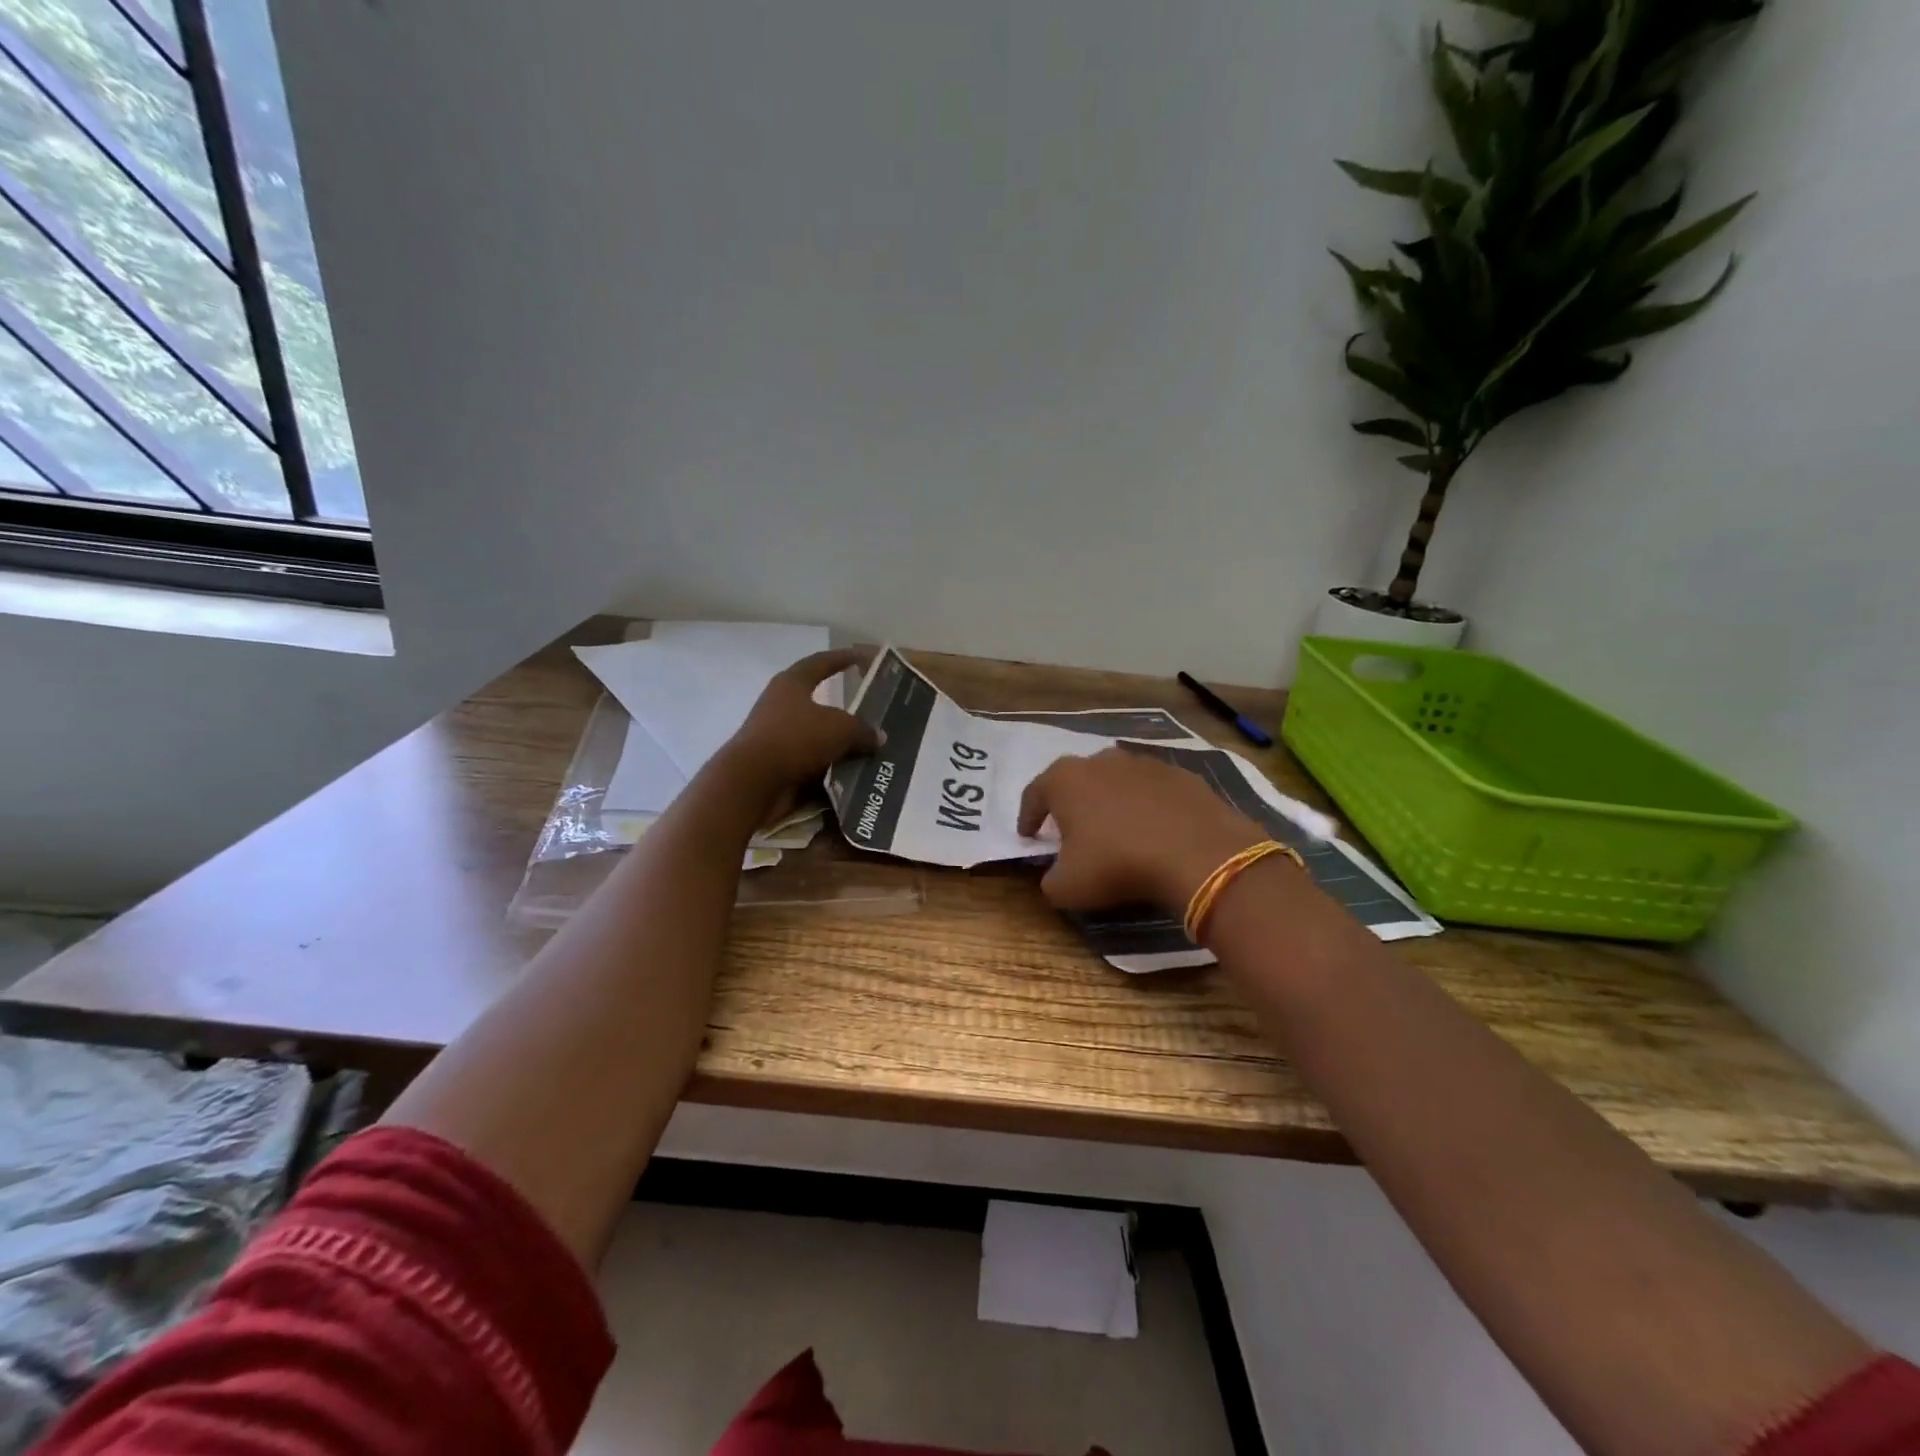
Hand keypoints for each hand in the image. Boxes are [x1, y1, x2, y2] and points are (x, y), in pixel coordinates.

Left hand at [719, 650, 879, 810]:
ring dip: (840, 744)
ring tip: (870, 750)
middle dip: (846, 710)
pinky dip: (831, 768)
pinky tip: (853, 775)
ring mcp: (777, 737)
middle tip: (873, 713)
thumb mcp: (840, 729)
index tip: (863, 657)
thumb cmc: (795, 739)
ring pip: (818, 736)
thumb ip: (863, 730)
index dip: (843, 658)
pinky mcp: (777, 765)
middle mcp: (781, 706)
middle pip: (819, 702)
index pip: (821, 662)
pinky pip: (813, 763)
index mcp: (791, 684)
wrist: (752, 782)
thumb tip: (878, 737)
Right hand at [1017, 747, 1267, 912]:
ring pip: (1116, 781)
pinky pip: (1152, 791)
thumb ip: (1049, 879)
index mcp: (1065, 780)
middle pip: (1076, 780)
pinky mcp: (1180, 774)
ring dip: (1110, 802)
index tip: (1028, 835)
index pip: (1034, 794)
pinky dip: (1147, 806)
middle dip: (1071, 803)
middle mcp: (1101, 760)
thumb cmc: (1118, 864)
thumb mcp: (1067, 887)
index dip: (1028, 817)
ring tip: (1115, 830)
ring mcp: (1144, 763)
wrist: (1198, 852)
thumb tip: (1054, 876)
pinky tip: (1154, 831)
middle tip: (1071, 831)